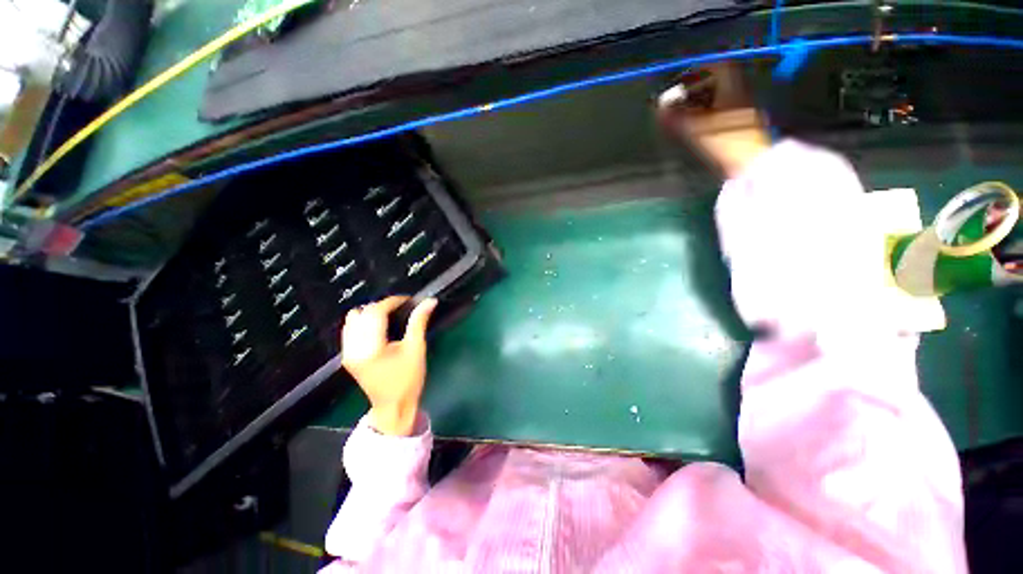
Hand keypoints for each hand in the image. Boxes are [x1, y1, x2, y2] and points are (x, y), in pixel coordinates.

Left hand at [341, 296, 437, 435]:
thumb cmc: (408, 380)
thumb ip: (419, 322)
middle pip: (360, 313)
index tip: (407, 300)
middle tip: (400, 309)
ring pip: (352, 320)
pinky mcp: (347, 357)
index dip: (391, 302)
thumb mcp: (416, 349)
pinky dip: (363, 323)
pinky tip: (379, 328)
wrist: (393, 407)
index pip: (375, 313)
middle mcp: (353, 349)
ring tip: (389, 317)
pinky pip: (350, 330)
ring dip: (370, 314)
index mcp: (371, 348)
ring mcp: (347, 353)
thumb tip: (429, 301)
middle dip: (381, 306)